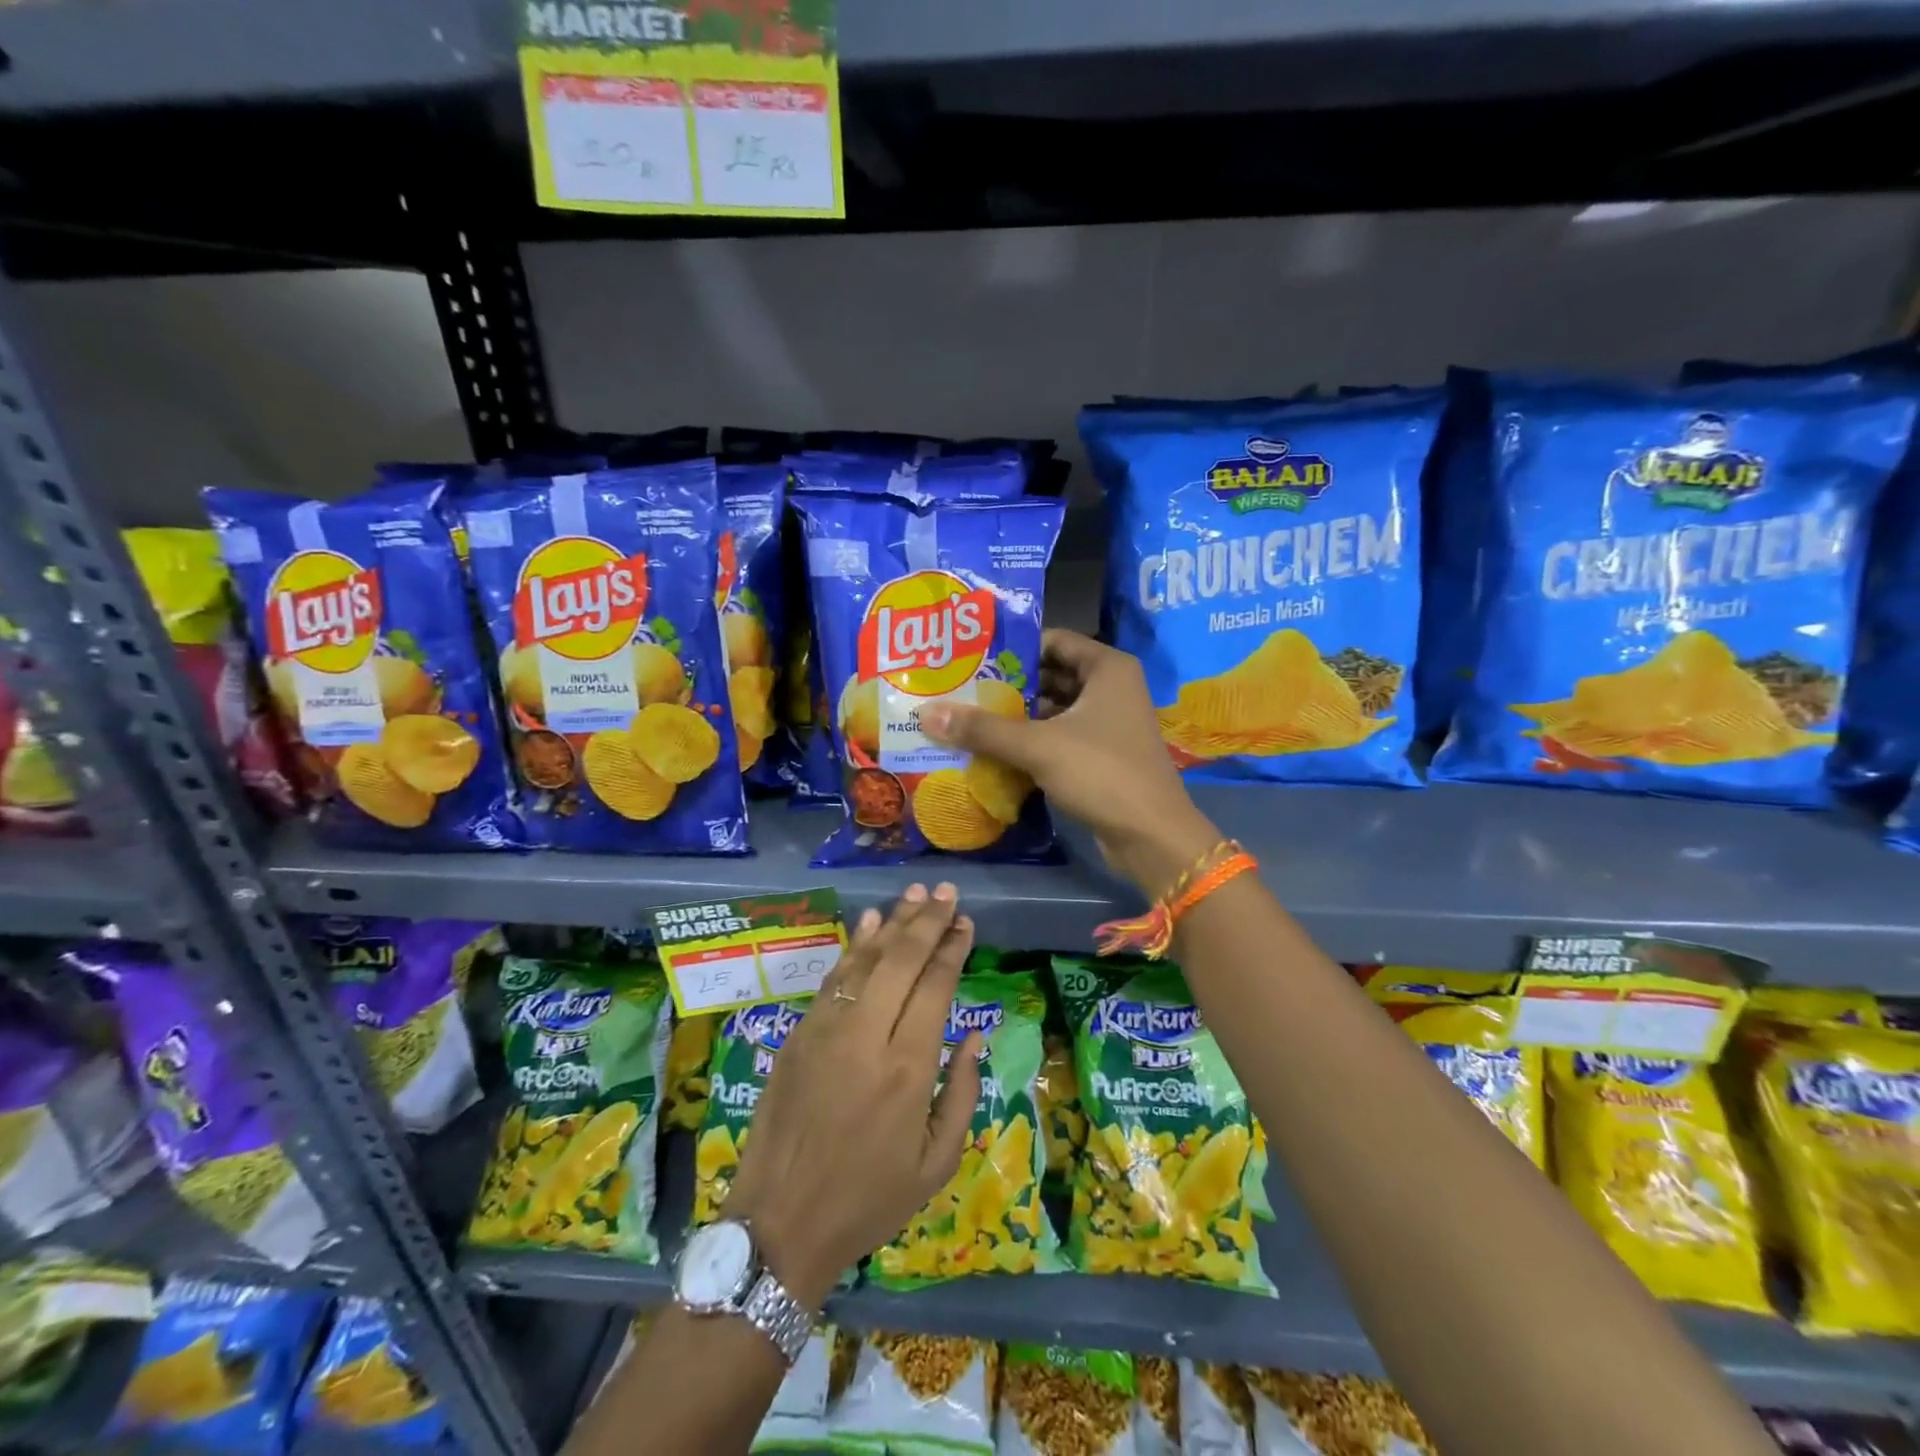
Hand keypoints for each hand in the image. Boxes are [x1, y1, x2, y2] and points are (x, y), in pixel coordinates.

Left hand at [723, 885, 981, 1308]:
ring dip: (893, 922)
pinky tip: (870, 922)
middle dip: (928, 920)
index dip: (952, 948)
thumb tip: (974, 1037)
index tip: (966, 922)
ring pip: (866, 960)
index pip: (935, 986)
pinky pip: (834, 978)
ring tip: (916, 893)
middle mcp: (868, 1037)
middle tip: (947, 892)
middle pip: (901, 960)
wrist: (780, 1224)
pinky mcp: (799, 1034)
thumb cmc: (868, 1200)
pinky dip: (855, 946)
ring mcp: (827, 1030)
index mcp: (908, 1069)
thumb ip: (963, 1094)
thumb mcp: (935, 1164)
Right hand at [921, 630, 1218, 895]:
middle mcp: (1111, 688)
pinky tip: (996, 749)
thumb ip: (983, 729)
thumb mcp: (1038, 746)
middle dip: (1010, 685)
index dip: (1014, 647)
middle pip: (1051, 674)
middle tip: (962, 689)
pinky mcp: (1103, 754)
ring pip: (1055, 708)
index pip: (1053, 640)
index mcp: (1107, 668)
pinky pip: (1061, 736)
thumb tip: (927, 713)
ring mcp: (1109, 722)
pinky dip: (1033, 740)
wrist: (1151, 835)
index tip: (972, 658)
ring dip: (1018, 715)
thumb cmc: (1101, 774)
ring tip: (970, 718)